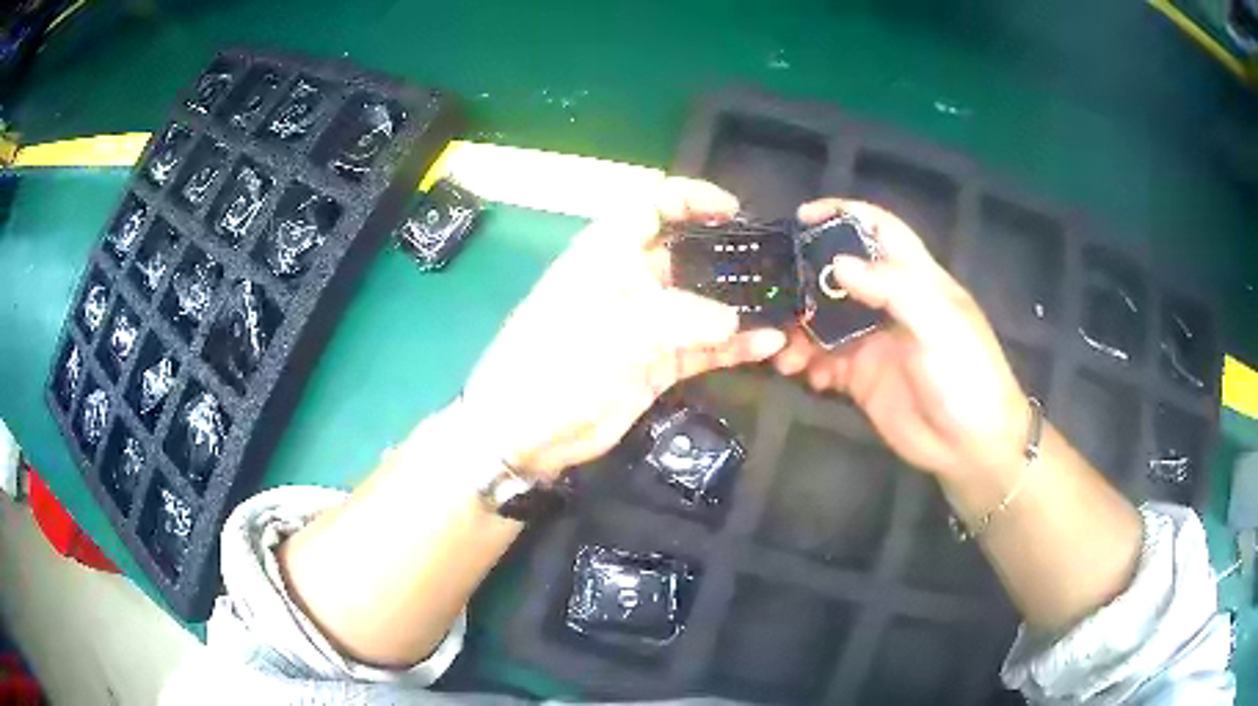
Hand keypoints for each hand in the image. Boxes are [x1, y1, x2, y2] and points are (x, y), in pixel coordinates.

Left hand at [462, 179, 786, 478]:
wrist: (524, 433)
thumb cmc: (551, 368)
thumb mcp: (610, 334)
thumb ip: (676, 320)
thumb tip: (734, 321)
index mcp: (605, 256)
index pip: (649, 207)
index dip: (689, 199)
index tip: (732, 211)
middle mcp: (629, 282)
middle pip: (685, 255)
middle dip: (728, 256)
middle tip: (773, 265)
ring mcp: (645, 326)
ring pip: (701, 304)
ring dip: (738, 306)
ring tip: (782, 307)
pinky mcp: (656, 364)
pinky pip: (702, 347)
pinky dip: (733, 347)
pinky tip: (766, 346)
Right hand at [774, 199, 1029, 480]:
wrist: (969, 447)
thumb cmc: (966, 377)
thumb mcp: (938, 326)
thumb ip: (893, 290)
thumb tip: (837, 264)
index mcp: (915, 278)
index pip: (879, 230)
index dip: (843, 215)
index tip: (802, 217)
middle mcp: (889, 303)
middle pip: (840, 273)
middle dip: (805, 277)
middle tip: (771, 288)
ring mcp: (873, 340)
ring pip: (824, 319)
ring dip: (798, 328)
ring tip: (781, 347)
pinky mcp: (861, 376)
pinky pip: (823, 360)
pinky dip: (806, 363)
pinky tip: (802, 374)